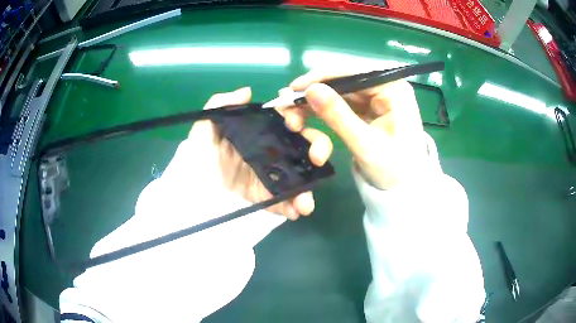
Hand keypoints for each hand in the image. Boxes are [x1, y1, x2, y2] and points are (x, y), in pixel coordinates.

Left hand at [188, 87, 332, 219]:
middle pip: (301, 148)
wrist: (188, 193)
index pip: (285, 122)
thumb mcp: (203, 128)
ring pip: (298, 177)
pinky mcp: (264, 198)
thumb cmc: (196, 158)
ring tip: (307, 202)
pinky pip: (283, 201)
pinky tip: (295, 212)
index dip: (296, 119)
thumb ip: (220, 104)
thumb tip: (247, 91)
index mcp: (257, 133)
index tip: (293, 125)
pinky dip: (292, 207)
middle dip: (317, 150)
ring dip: (308, 188)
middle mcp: (268, 153)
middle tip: (318, 159)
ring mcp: (268, 177)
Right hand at [281, 69, 429, 189]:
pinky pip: (344, 104)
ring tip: (293, 113)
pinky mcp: (371, 109)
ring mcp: (378, 98)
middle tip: (287, 104)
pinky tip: (306, 115)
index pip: (353, 73)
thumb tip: (310, 90)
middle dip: (315, 93)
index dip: (321, 78)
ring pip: (340, 93)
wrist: (405, 190)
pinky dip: (325, 111)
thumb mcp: (364, 144)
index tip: (293, 88)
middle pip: (344, 82)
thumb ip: (337, 115)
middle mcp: (386, 87)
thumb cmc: (393, 170)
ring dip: (316, 103)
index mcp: (393, 89)